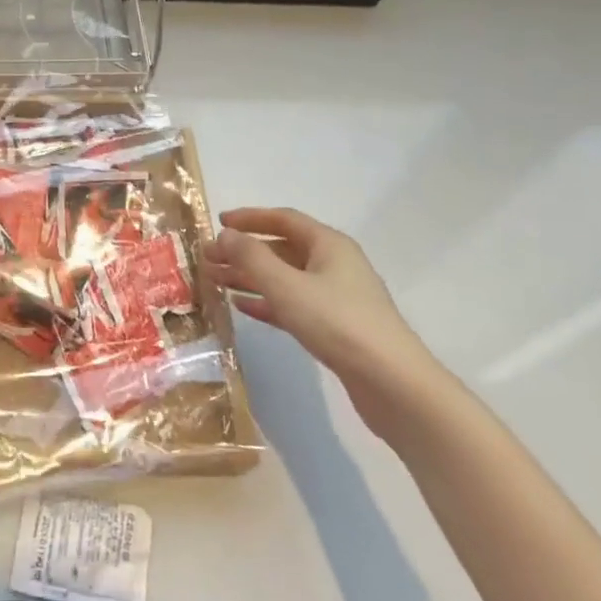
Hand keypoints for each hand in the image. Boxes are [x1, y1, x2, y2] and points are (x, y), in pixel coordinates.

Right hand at [204, 207, 444, 435]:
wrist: (392, 383)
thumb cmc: (337, 322)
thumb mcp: (286, 285)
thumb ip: (251, 257)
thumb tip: (225, 234)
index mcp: (329, 244)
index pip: (284, 219)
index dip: (250, 218)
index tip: (218, 222)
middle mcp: (334, 264)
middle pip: (282, 249)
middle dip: (244, 251)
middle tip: (208, 258)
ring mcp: (337, 297)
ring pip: (285, 278)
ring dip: (250, 277)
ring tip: (216, 282)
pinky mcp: (335, 326)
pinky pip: (293, 304)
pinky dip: (267, 302)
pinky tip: (242, 307)